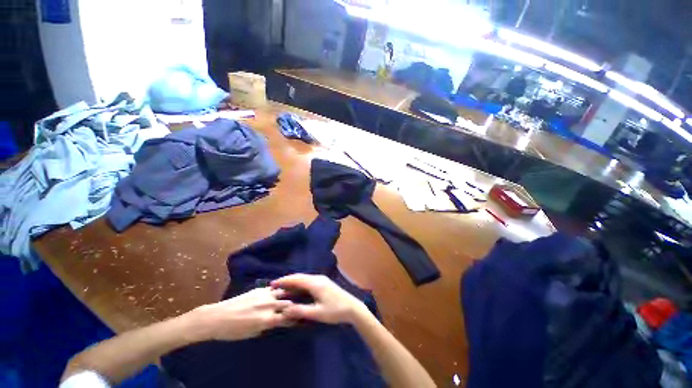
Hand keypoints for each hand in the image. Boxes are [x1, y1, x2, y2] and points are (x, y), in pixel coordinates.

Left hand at [192, 287, 293, 340]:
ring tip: (288, 298)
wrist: (217, 317)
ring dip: (286, 296)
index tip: (297, 318)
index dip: (294, 318)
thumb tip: (277, 320)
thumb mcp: (252, 333)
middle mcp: (269, 304)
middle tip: (293, 308)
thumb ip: (267, 325)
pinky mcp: (259, 289)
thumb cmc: (232, 331)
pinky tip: (276, 293)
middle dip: (292, 306)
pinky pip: (273, 289)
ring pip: (283, 292)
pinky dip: (277, 291)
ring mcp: (264, 295)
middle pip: (288, 303)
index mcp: (267, 319)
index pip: (287, 317)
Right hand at [270, 274, 368, 323]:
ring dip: (294, 282)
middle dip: (287, 280)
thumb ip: (300, 311)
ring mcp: (322, 279)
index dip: (284, 280)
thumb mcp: (317, 313)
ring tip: (283, 288)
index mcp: (315, 283)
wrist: (352, 307)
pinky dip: (300, 284)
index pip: (296, 279)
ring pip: (304, 278)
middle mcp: (318, 278)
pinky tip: (296, 290)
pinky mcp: (324, 283)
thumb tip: (284, 309)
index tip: (272, 284)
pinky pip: (309, 281)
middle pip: (300, 277)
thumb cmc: (335, 311)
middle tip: (275, 286)